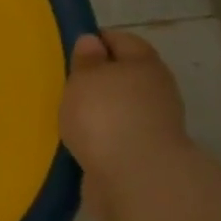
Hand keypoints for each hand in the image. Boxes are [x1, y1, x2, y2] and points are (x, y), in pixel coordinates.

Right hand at [60, 31, 190, 220]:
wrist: (136, 180)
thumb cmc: (106, 116)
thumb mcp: (85, 78)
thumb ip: (86, 60)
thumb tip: (92, 42)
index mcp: (144, 64)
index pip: (121, 40)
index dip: (95, 41)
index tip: (69, 50)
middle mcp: (155, 91)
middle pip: (123, 76)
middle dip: (97, 79)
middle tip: (65, 85)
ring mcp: (154, 125)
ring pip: (120, 109)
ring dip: (98, 112)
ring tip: (67, 116)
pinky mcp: (144, 155)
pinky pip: (117, 137)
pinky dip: (100, 139)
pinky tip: (78, 143)